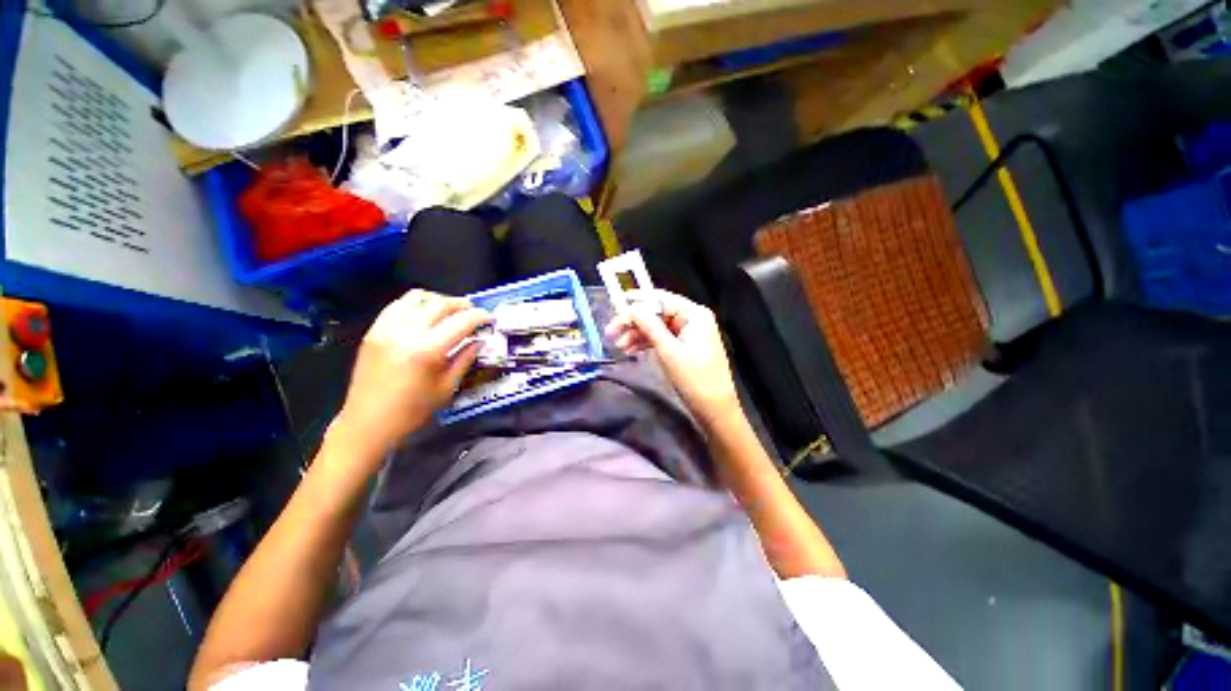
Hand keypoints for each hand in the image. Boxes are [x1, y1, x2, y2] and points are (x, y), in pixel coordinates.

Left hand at [335, 290, 489, 456]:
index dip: (479, 316)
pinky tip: (424, 314)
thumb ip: (465, 359)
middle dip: (461, 305)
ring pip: (417, 298)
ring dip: (438, 300)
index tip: (489, 318)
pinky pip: (397, 305)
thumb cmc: (412, 411)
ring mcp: (386, 329)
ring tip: (449, 310)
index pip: (460, 322)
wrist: (367, 422)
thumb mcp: (447, 388)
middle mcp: (405, 333)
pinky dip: (416, 304)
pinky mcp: (374, 331)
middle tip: (473, 311)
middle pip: (439, 304)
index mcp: (426, 350)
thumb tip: (479, 341)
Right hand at [606, 289, 739, 425]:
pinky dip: (647, 343)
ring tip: (619, 346)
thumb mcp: (669, 351)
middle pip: (657, 313)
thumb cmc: (694, 379)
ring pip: (657, 327)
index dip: (637, 302)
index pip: (661, 299)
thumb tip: (632, 307)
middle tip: (611, 332)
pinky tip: (631, 350)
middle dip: (634, 322)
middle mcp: (692, 319)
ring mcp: (689, 333)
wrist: (715, 410)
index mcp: (694, 314)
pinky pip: (662, 339)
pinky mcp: (685, 347)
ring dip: (637, 334)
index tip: (615, 307)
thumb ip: (650, 326)